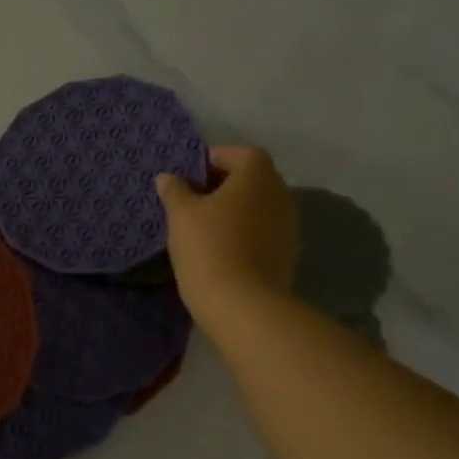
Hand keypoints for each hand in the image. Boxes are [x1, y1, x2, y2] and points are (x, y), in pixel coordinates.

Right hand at [156, 146, 298, 332]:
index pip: (234, 153)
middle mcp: (280, 191)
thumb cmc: (209, 247)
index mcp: (257, 173)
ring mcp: (289, 224)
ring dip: (233, 211)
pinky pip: (261, 231)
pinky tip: (221, 249)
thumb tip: (169, 177)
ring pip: (256, 206)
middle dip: (221, 186)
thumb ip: (175, 191)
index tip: (185, 178)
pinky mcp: (287, 252)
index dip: (209, 160)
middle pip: (249, 179)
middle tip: (191, 202)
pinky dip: (243, 233)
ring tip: (203, 228)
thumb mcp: (181, 214)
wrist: (243, 305)